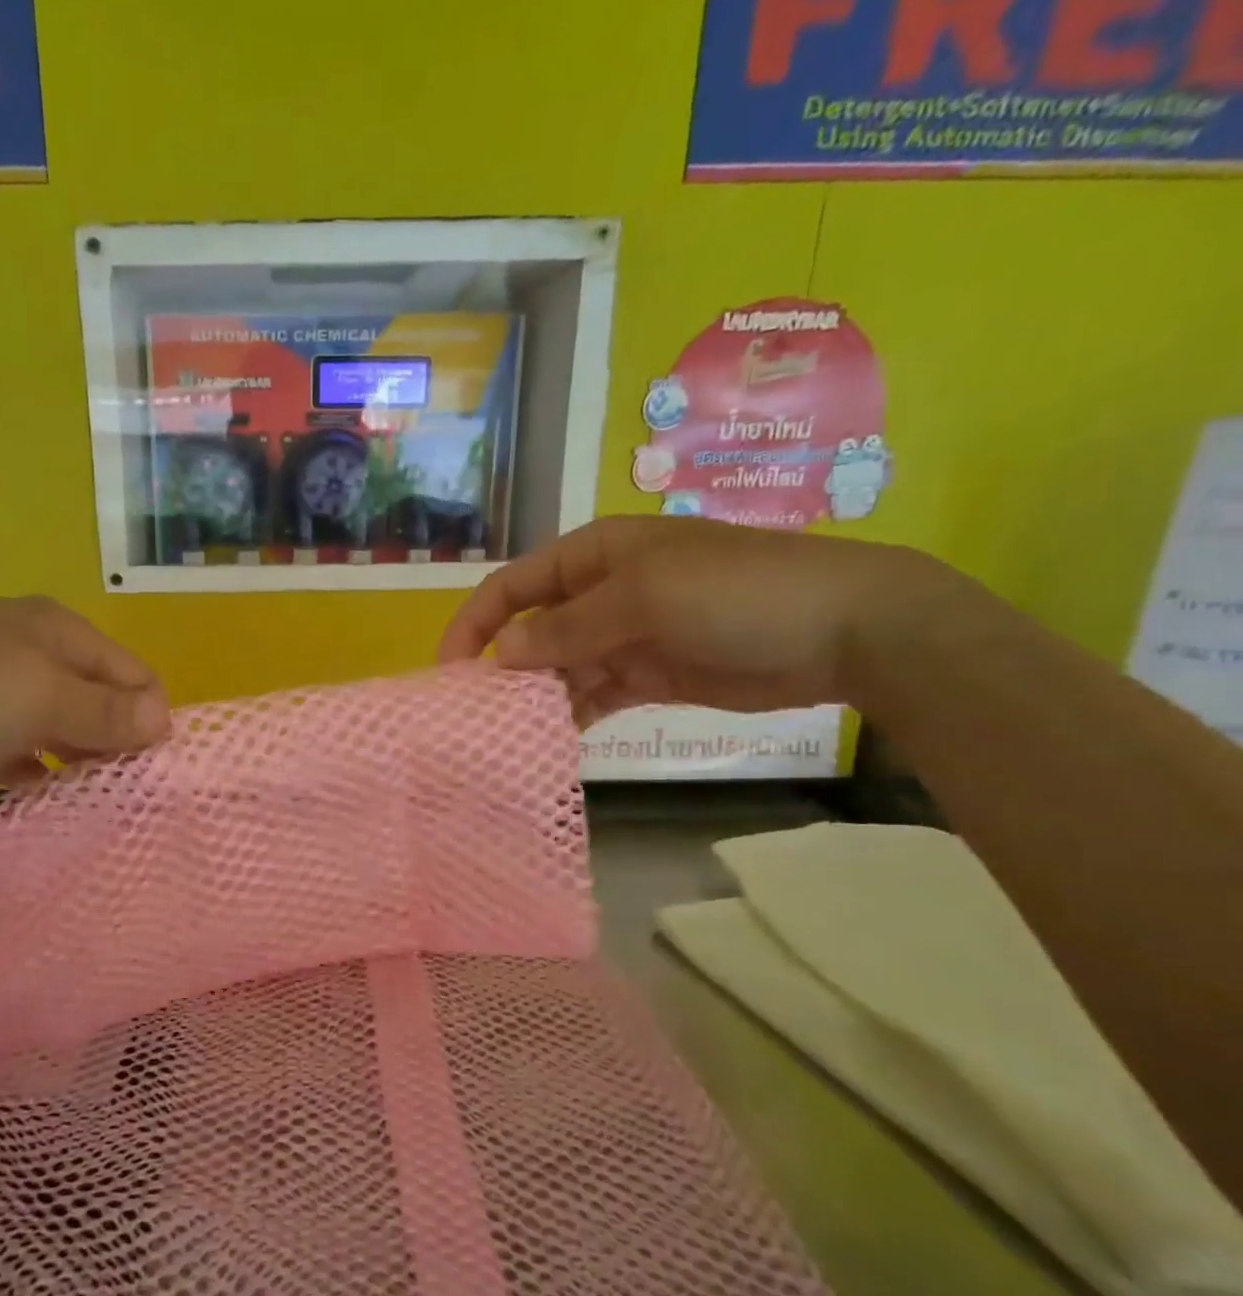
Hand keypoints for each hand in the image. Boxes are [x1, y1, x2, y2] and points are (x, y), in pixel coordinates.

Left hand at [0, 597, 170, 809]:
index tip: (147, 773)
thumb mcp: (37, 698)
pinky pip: (10, 749)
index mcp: (53, 628)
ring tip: (87, 807)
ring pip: (52, 727)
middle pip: (94, 697)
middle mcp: (23, 648)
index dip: (148, 719)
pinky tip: (35, 799)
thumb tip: (165, 720)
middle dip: (113, 744)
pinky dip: (28, 773)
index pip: (132, 672)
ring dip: (73, 763)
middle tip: (121, 798)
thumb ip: (106, 711)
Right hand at [438, 517, 958, 723]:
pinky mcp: (648, 675)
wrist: (845, 629)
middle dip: (503, 667)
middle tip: (477, 714)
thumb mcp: (643, 599)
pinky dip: (573, 715)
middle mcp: (601, 593)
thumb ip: (566, 628)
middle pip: (531, 629)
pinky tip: (553, 739)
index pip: (513, 585)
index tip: (449, 669)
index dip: (475, 622)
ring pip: (559, 667)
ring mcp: (625, 636)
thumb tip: (500, 655)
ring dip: (536, 696)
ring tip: (511, 733)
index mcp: (593, 555)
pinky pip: (594, 695)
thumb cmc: (735, 591)